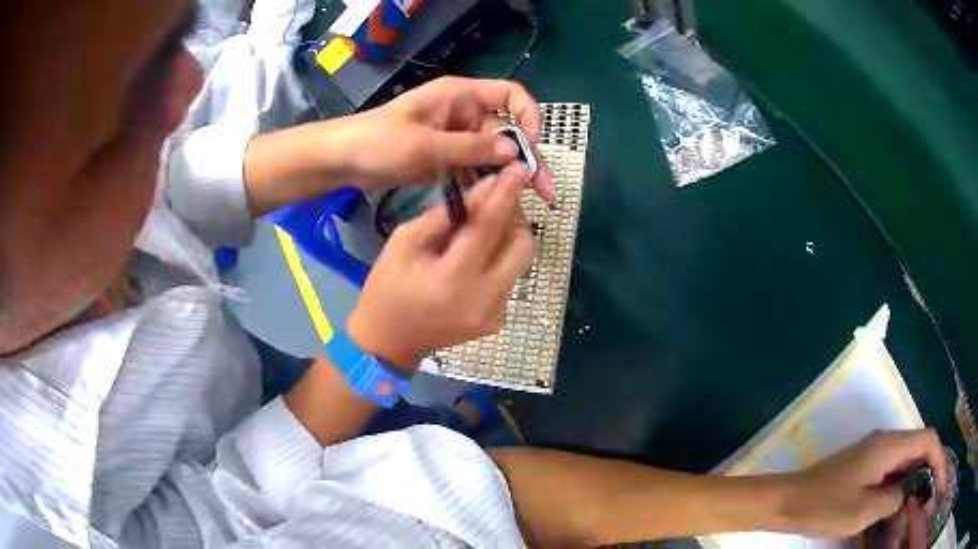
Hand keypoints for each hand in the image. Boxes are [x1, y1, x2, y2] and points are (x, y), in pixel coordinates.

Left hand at [333, 77, 554, 201]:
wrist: (343, 159)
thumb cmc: (378, 141)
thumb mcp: (424, 145)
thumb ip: (470, 149)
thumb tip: (516, 155)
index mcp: (461, 96)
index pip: (511, 95)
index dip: (528, 116)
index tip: (531, 146)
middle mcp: (465, 113)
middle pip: (508, 131)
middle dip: (528, 159)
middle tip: (545, 192)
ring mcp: (456, 137)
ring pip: (494, 155)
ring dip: (511, 177)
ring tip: (529, 205)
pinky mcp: (447, 159)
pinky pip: (476, 169)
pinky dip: (488, 184)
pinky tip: (499, 205)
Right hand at [346, 164, 533, 370]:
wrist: (388, 342)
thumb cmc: (386, 287)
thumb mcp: (404, 242)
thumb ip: (445, 215)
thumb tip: (484, 188)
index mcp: (452, 280)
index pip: (489, 228)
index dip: (506, 195)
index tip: (518, 169)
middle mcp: (483, 300)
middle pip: (522, 246)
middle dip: (516, 216)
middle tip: (498, 198)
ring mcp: (494, 315)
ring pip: (521, 262)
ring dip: (511, 236)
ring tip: (489, 222)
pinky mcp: (497, 322)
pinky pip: (510, 279)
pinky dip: (501, 259)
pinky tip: (480, 254)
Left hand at [777, 429, 945, 537]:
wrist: (785, 501)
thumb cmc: (823, 506)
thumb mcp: (863, 510)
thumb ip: (893, 499)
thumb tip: (906, 494)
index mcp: (890, 445)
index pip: (927, 441)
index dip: (938, 458)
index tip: (939, 480)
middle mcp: (886, 442)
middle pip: (918, 451)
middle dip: (926, 474)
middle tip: (926, 500)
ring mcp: (874, 454)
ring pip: (905, 465)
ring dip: (911, 486)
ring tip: (911, 512)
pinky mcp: (864, 467)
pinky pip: (890, 474)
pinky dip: (898, 489)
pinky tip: (896, 510)